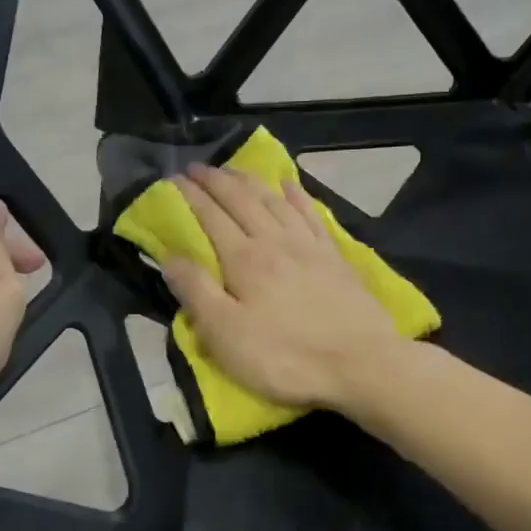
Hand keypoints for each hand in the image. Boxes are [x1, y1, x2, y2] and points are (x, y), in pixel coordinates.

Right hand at [164, 165, 404, 411]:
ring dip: (250, 181)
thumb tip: (169, 256)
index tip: (173, 178)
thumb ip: (197, 292)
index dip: (191, 196)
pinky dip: (296, 195)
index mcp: (244, 259)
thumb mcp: (226, 334)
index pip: (211, 217)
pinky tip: (289, 184)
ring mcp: (309, 245)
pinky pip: (312, 214)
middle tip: (197, 167)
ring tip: (233, 170)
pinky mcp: (335, 256)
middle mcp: (275, 241)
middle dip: (216, 181)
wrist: (360, 364)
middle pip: (242, 200)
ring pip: (274, 200)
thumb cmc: (285, 356)